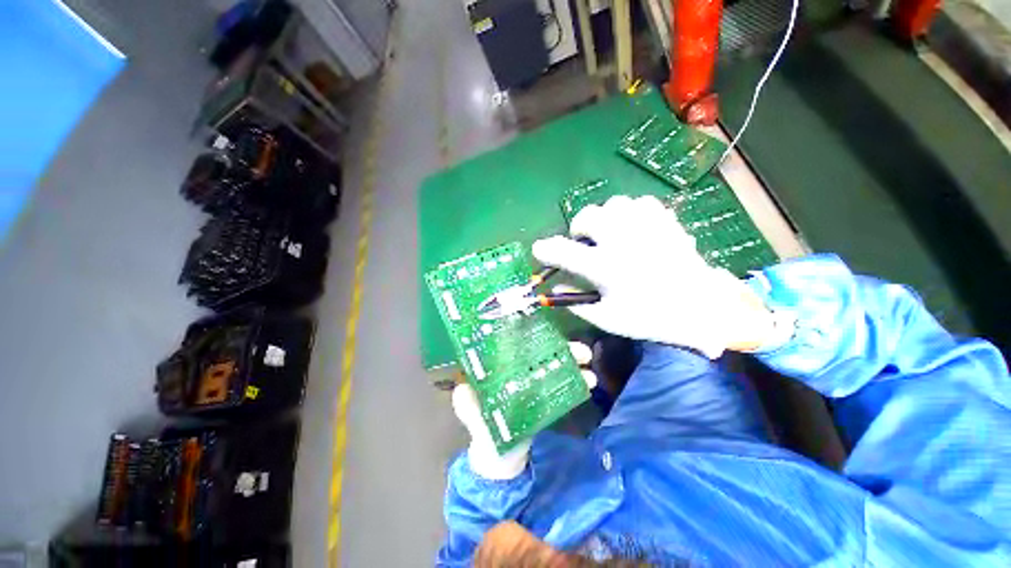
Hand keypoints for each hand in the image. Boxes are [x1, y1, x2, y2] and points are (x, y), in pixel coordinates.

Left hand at [452, 342, 595, 479]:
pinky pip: (562, 387)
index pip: (518, 345)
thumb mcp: (474, 419)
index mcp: (500, 371)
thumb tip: (463, 389)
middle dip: (562, 349)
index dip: (534, 336)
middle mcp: (519, 372)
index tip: (552, 333)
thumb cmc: (484, 435)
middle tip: (582, 351)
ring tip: (589, 370)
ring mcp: (534, 384)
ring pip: (555, 367)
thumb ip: (468, 407)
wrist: (500, 461)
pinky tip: (588, 384)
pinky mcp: (545, 399)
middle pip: (542, 353)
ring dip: (573, 364)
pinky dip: (575, 383)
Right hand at [532, 195, 777, 357]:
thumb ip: (576, 301)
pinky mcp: (665, 221)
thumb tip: (555, 286)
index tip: (540, 250)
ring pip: (612, 204)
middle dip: (578, 230)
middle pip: (587, 217)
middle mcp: (623, 240)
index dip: (545, 249)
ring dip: (603, 219)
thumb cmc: (650, 317)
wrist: (702, 309)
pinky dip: (628, 213)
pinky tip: (632, 229)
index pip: (563, 252)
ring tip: (608, 235)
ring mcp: (647, 226)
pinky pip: (639, 204)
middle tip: (583, 245)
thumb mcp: (607, 318)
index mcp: (606, 267)